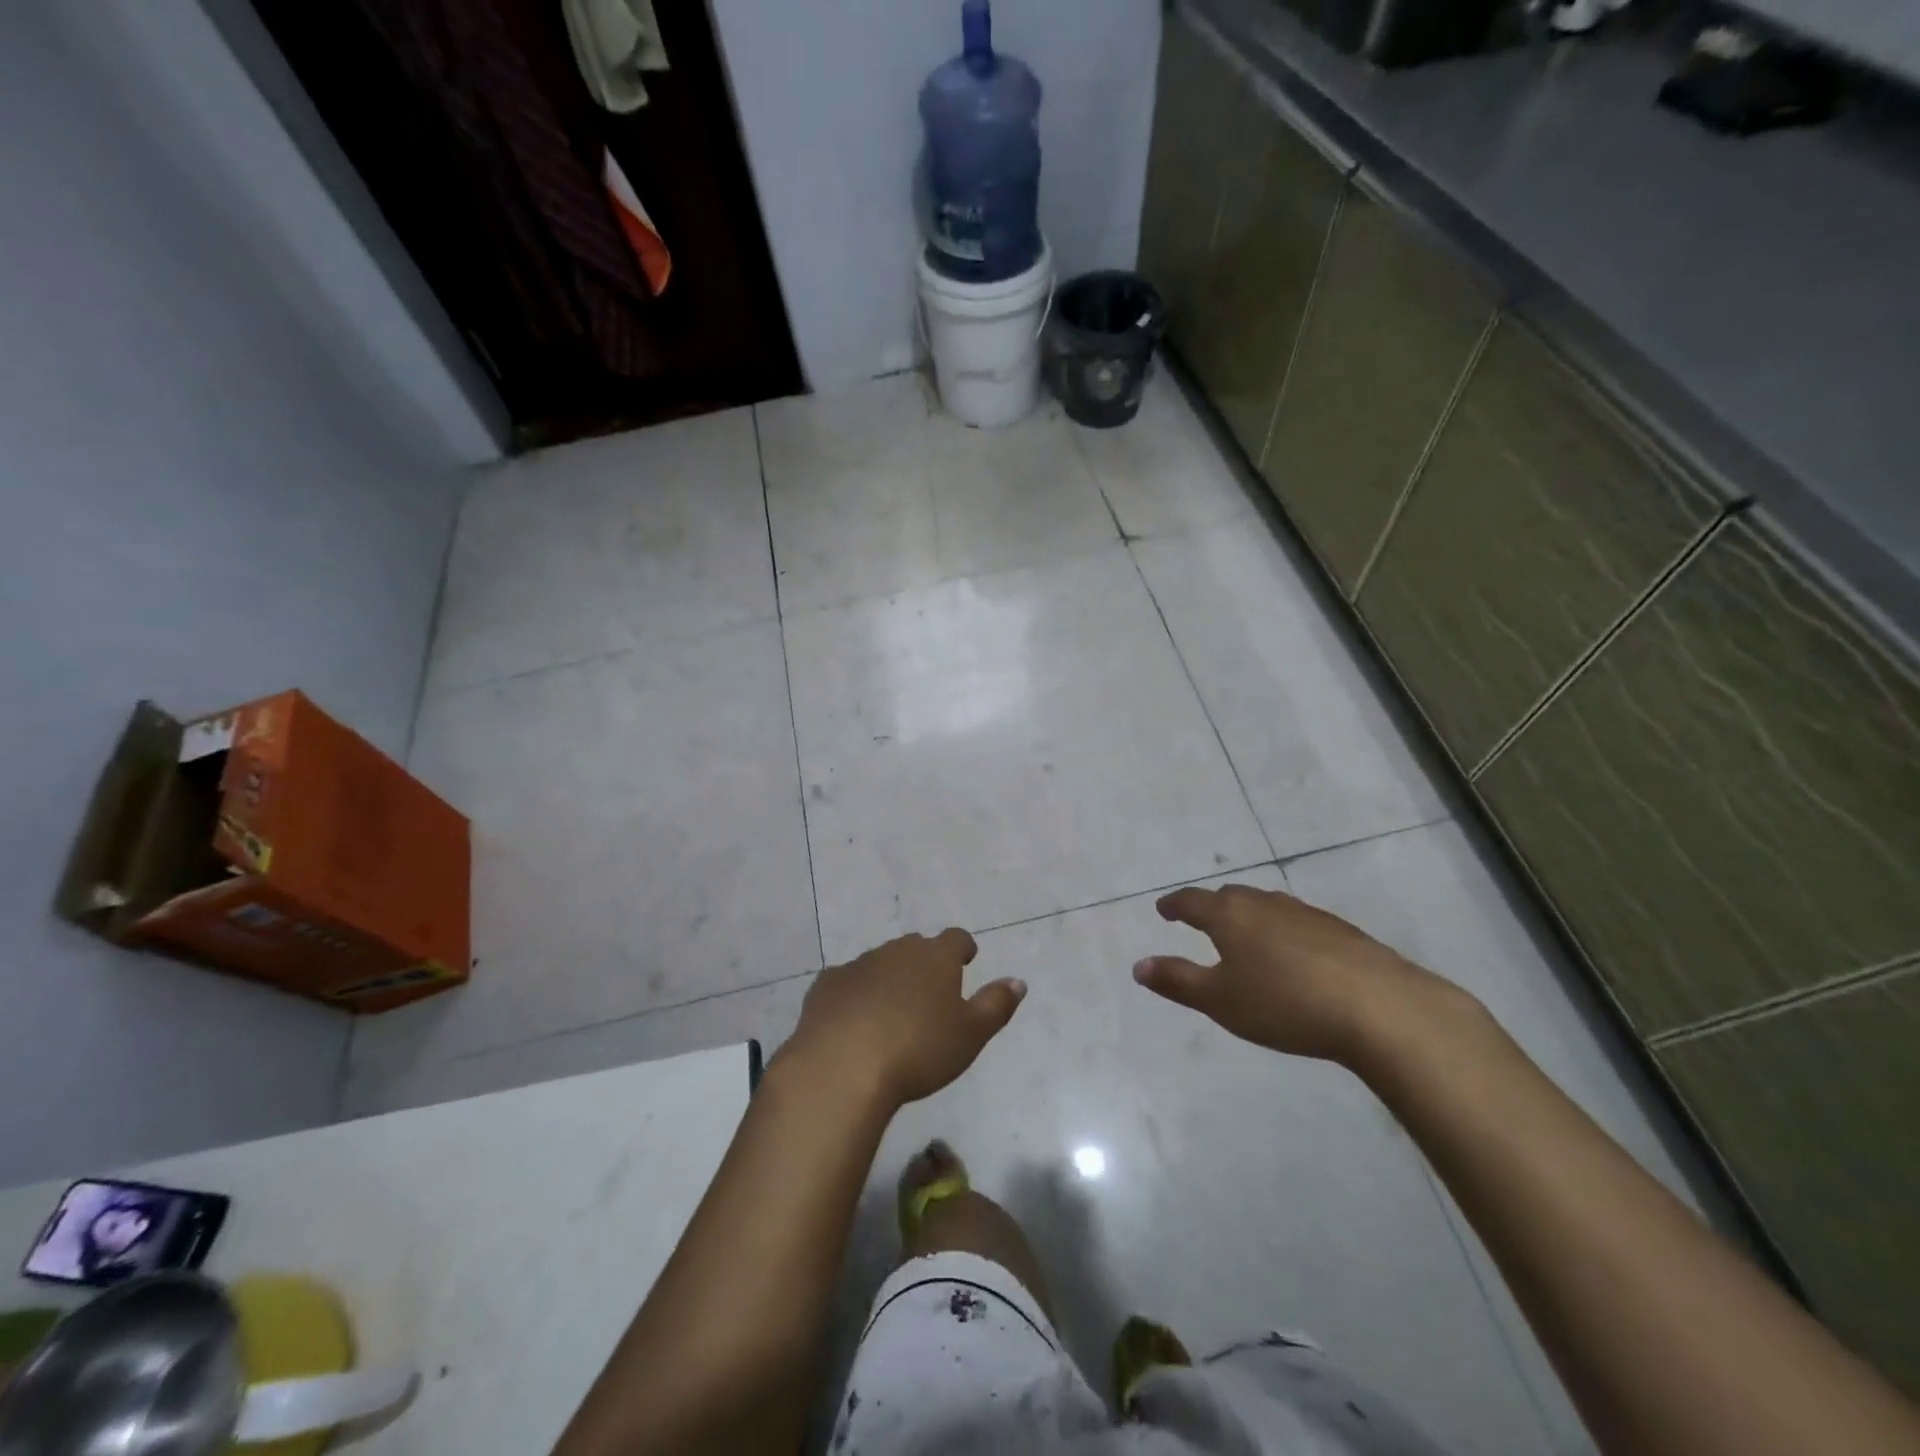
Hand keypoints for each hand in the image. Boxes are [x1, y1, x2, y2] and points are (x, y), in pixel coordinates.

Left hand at [782, 929, 1025, 1108]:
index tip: (967, 959)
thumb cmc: (918, 1050)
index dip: (963, 948)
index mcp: (935, 957)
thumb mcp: (970, 1034)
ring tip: (893, 1007)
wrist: (842, 1066)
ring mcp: (858, 965)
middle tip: (931, 987)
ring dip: (890, 977)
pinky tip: (854, 1018)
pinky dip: (856, 993)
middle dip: (925, 961)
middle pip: (916, 947)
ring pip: (881, 962)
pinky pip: (848, 982)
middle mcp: (897, 951)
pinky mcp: (827, 985)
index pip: (956, 939)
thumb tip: (1018, 981)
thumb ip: (996, 1004)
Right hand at [1133, 883, 1468, 1065]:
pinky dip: (1282, 931)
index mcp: (1229, 916)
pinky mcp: (1340, 930)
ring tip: (1246, 937)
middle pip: (1230, 897)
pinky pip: (1297, 922)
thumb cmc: (1284, 1002)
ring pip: (1266, 907)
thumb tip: (1138, 966)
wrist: (1379, 1007)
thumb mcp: (1220, 1000)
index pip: (1192, 901)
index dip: (1174, 905)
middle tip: (1201, 922)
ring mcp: (1305, 913)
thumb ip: (1177, 981)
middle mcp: (1264, 904)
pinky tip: (1294, 955)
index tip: (1163, 910)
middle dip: (1211, 907)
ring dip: (1249, 917)